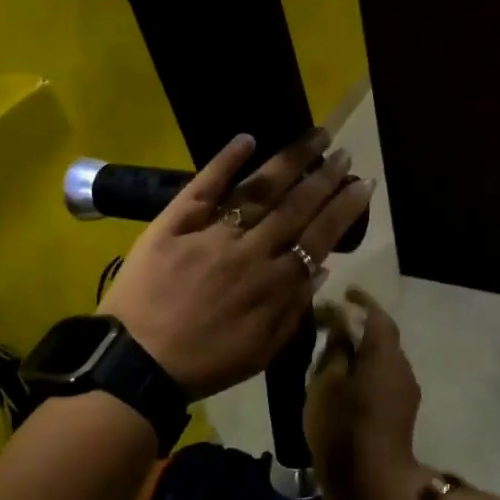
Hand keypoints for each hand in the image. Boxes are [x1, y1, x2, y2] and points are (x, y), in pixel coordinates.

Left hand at [100, 132, 374, 399]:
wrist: (137, 363)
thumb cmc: (204, 363)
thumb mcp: (261, 351)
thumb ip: (294, 310)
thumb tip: (322, 268)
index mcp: (273, 284)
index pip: (318, 236)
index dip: (343, 209)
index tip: (362, 183)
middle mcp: (250, 251)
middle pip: (294, 206)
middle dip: (323, 177)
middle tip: (344, 149)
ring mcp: (212, 233)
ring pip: (258, 190)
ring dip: (289, 161)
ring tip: (314, 136)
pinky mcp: (174, 223)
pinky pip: (203, 187)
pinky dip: (224, 161)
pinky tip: (247, 138)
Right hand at [305, 290, 425, 499]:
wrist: (371, 487)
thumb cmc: (344, 428)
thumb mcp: (327, 383)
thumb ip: (335, 348)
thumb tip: (341, 322)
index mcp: (385, 355)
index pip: (377, 315)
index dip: (361, 301)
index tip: (343, 292)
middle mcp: (401, 370)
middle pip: (381, 338)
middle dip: (357, 327)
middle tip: (326, 325)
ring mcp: (403, 395)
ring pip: (380, 362)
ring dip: (359, 353)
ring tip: (327, 355)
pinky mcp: (397, 417)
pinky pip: (380, 382)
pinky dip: (361, 375)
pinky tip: (338, 385)